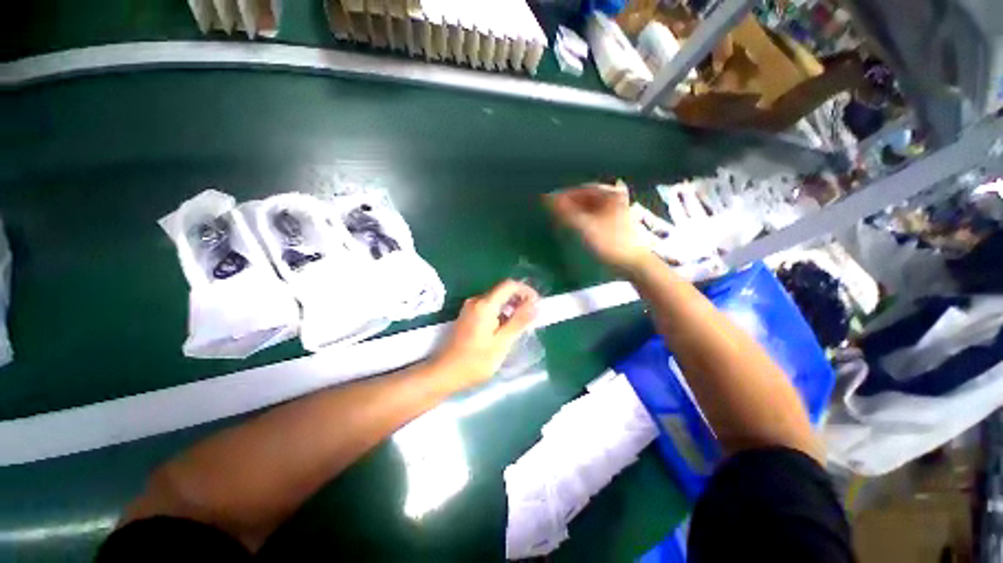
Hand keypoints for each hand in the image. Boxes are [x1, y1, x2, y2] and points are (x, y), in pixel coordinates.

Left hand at [435, 280, 539, 385]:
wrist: (446, 372)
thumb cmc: (476, 361)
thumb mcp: (502, 342)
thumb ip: (519, 321)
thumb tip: (535, 305)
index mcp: (485, 304)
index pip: (509, 285)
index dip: (526, 291)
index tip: (536, 305)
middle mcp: (476, 300)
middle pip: (503, 291)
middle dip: (519, 301)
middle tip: (530, 319)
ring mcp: (470, 307)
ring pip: (496, 299)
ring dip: (510, 308)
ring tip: (519, 327)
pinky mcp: (468, 315)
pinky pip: (489, 307)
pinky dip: (501, 313)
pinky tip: (505, 329)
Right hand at [546, 184, 650, 270]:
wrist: (633, 263)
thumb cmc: (610, 243)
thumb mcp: (584, 227)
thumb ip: (564, 212)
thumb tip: (545, 197)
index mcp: (610, 192)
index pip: (579, 188)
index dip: (562, 195)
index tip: (546, 203)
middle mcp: (614, 195)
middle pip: (584, 196)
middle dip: (567, 203)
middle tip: (551, 212)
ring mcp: (615, 207)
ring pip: (588, 205)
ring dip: (573, 211)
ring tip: (559, 219)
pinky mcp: (613, 219)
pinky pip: (593, 213)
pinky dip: (581, 217)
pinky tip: (572, 224)